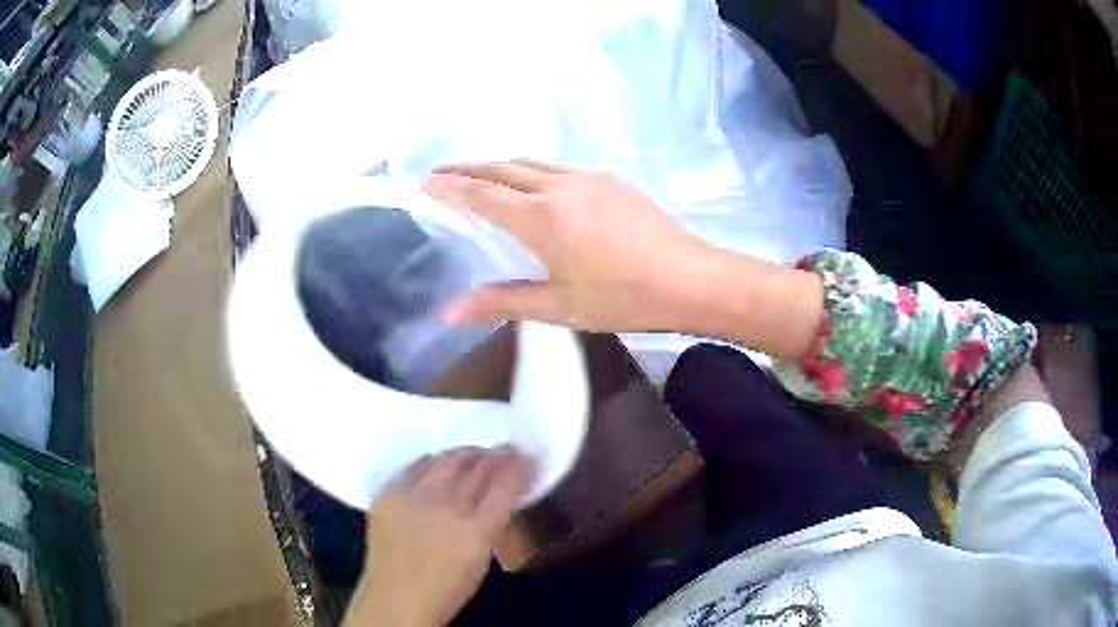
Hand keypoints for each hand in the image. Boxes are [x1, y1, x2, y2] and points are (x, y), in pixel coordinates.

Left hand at [345, 448, 531, 626]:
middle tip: (503, 453)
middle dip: (496, 456)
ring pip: (447, 459)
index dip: (519, 466)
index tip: (525, 458)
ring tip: (473, 457)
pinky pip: (416, 465)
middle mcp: (445, 507)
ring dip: (467, 455)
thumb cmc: (448, 587)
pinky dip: (434, 463)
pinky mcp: (388, 493)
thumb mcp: (483, 557)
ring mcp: (412, 497)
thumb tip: (505, 488)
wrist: (396, 598)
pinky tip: (440, 466)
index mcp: (476, 530)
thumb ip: (493, 520)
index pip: (506, 484)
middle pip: (478, 465)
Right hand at [421, 159, 717, 331]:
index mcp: (542, 217)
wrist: (691, 279)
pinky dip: (532, 172)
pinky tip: (535, 188)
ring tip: (481, 175)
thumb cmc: (623, 298)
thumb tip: (449, 312)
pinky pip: (559, 169)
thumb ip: (502, 302)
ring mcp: (589, 179)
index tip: (423, 180)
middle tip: (441, 170)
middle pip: (502, 168)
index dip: (449, 187)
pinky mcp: (611, 180)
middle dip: (467, 167)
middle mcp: (560, 187)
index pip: (482, 195)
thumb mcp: (559, 306)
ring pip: (532, 163)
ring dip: (500, 166)